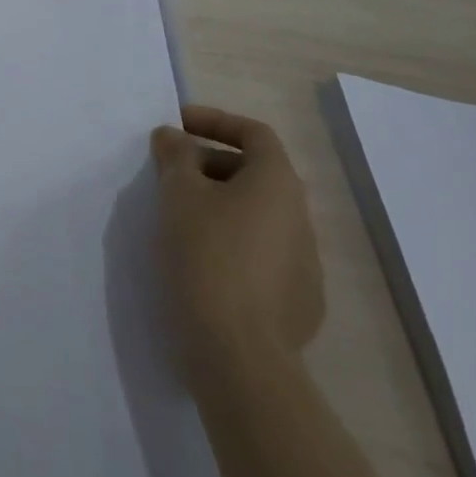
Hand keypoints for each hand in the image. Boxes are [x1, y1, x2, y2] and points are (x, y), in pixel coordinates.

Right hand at [151, 106, 324, 371]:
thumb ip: (175, 155)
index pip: (254, 132)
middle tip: (170, 172)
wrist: (239, 355)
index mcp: (278, 183)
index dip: (215, 121)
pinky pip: (262, 253)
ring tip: (179, 216)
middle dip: (210, 163)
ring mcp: (305, 263)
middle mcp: (301, 217)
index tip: (178, 124)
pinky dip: (232, 241)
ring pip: (258, 215)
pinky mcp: (298, 302)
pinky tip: (202, 260)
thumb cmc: (207, 256)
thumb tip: (173, 136)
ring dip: (220, 204)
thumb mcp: (178, 193)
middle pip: (256, 172)